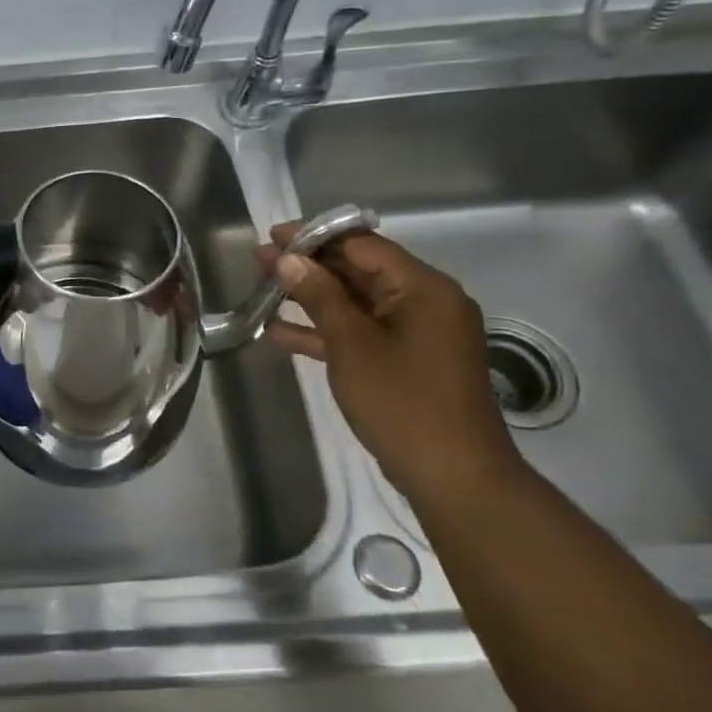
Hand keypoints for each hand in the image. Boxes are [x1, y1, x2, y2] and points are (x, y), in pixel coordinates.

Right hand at [260, 223, 518, 496]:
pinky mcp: (405, 360)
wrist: (453, 475)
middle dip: (308, 266)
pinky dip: (325, 331)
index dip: (314, 237)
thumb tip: (288, 259)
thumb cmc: (403, 401)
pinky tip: (279, 333)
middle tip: (259, 261)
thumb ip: (319, 296)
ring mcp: (415, 333)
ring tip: (262, 290)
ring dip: (310, 298)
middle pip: (358, 270)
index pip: (362, 244)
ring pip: (355, 302)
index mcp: (423, 288)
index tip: (272, 236)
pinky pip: (361, 333)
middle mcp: (424, 302)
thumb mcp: (352, 344)